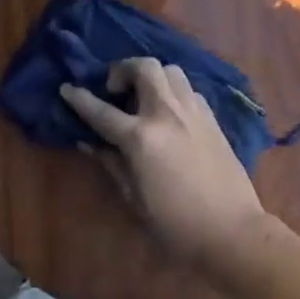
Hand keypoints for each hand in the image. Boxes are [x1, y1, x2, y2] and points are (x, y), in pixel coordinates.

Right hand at [60, 59, 269, 271]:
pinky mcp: (213, 120)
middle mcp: (167, 114)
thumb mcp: (135, 198)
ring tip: (143, 98)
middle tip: (115, 91)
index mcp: (142, 137)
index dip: (79, 98)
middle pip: (144, 68)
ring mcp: (194, 113)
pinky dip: (173, 92)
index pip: (101, 111)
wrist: (232, 231)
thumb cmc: (176, 224)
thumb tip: (90, 142)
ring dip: (151, 76)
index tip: (67, 88)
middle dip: (123, 70)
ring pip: (171, 71)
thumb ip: (112, 164)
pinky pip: (189, 90)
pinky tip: (169, 114)